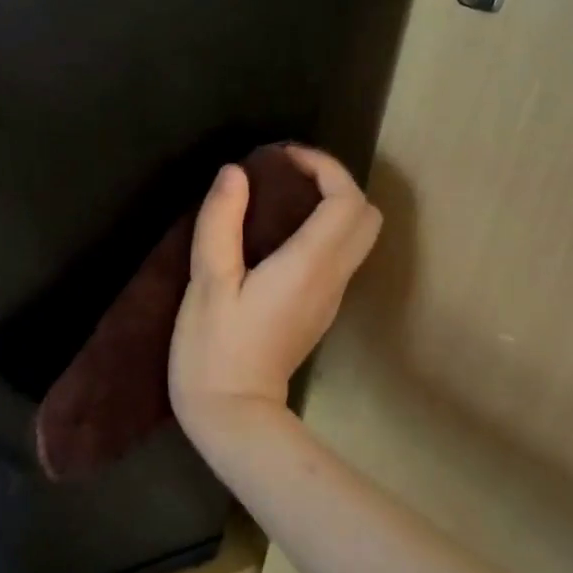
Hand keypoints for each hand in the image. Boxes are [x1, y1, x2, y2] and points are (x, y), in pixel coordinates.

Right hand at [168, 145, 381, 437]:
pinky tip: (274, 234)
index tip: (280, 157)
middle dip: (334, 182)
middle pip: (366, 217)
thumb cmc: (214, 348)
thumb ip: (220, 223)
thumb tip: (235, 173)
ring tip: (277, 196)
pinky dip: (319, 230)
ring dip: (328, 205)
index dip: (323, 167)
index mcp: (308, 266)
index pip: (347, 201)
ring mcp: (329, 298)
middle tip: (285, 174)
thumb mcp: (207, 282)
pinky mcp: (316, 310)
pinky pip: (336, 256)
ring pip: (355, 237)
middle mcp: (331, 279)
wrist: (233, 415)